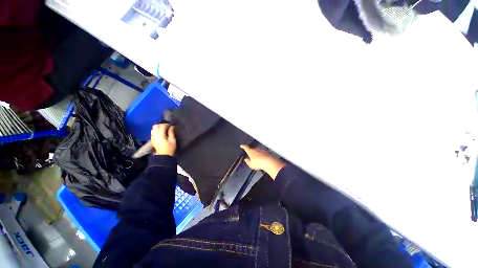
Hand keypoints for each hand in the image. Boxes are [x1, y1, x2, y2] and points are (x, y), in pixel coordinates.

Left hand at [151, 124, 175, 155]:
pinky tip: (161, 133)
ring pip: (153, 128)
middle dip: (161, 125)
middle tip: (167, 127)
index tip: (171, 125)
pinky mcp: (152, 139)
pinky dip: (156, 131)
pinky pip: (153, 132)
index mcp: (160, 134)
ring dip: (158, 127)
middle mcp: (155, 135)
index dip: (167, 124)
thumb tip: (172, 126)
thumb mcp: (172, 140)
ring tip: (164, 129)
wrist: (163, 156)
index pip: (162, 125)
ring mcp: (152, 137)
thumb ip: (171, 132)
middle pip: (156, 126)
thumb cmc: (169, 148)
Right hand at [240, 145, 285, 179]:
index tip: (242, 145)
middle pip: (252, 148)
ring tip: (256, 157)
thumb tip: (246, 160)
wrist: (268, 161)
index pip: (245, 147)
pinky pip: (263, 152)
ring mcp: (261, 149)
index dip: (243, 146)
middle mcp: (255, 149)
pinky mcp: (266, 151)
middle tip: (250, 153)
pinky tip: (262, 157)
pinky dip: (262, 154)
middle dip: (251, 150)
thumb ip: (248, 161)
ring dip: (256, 152)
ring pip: (257, 150)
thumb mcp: (251, 164)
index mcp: (250, 151)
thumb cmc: (259, 163)